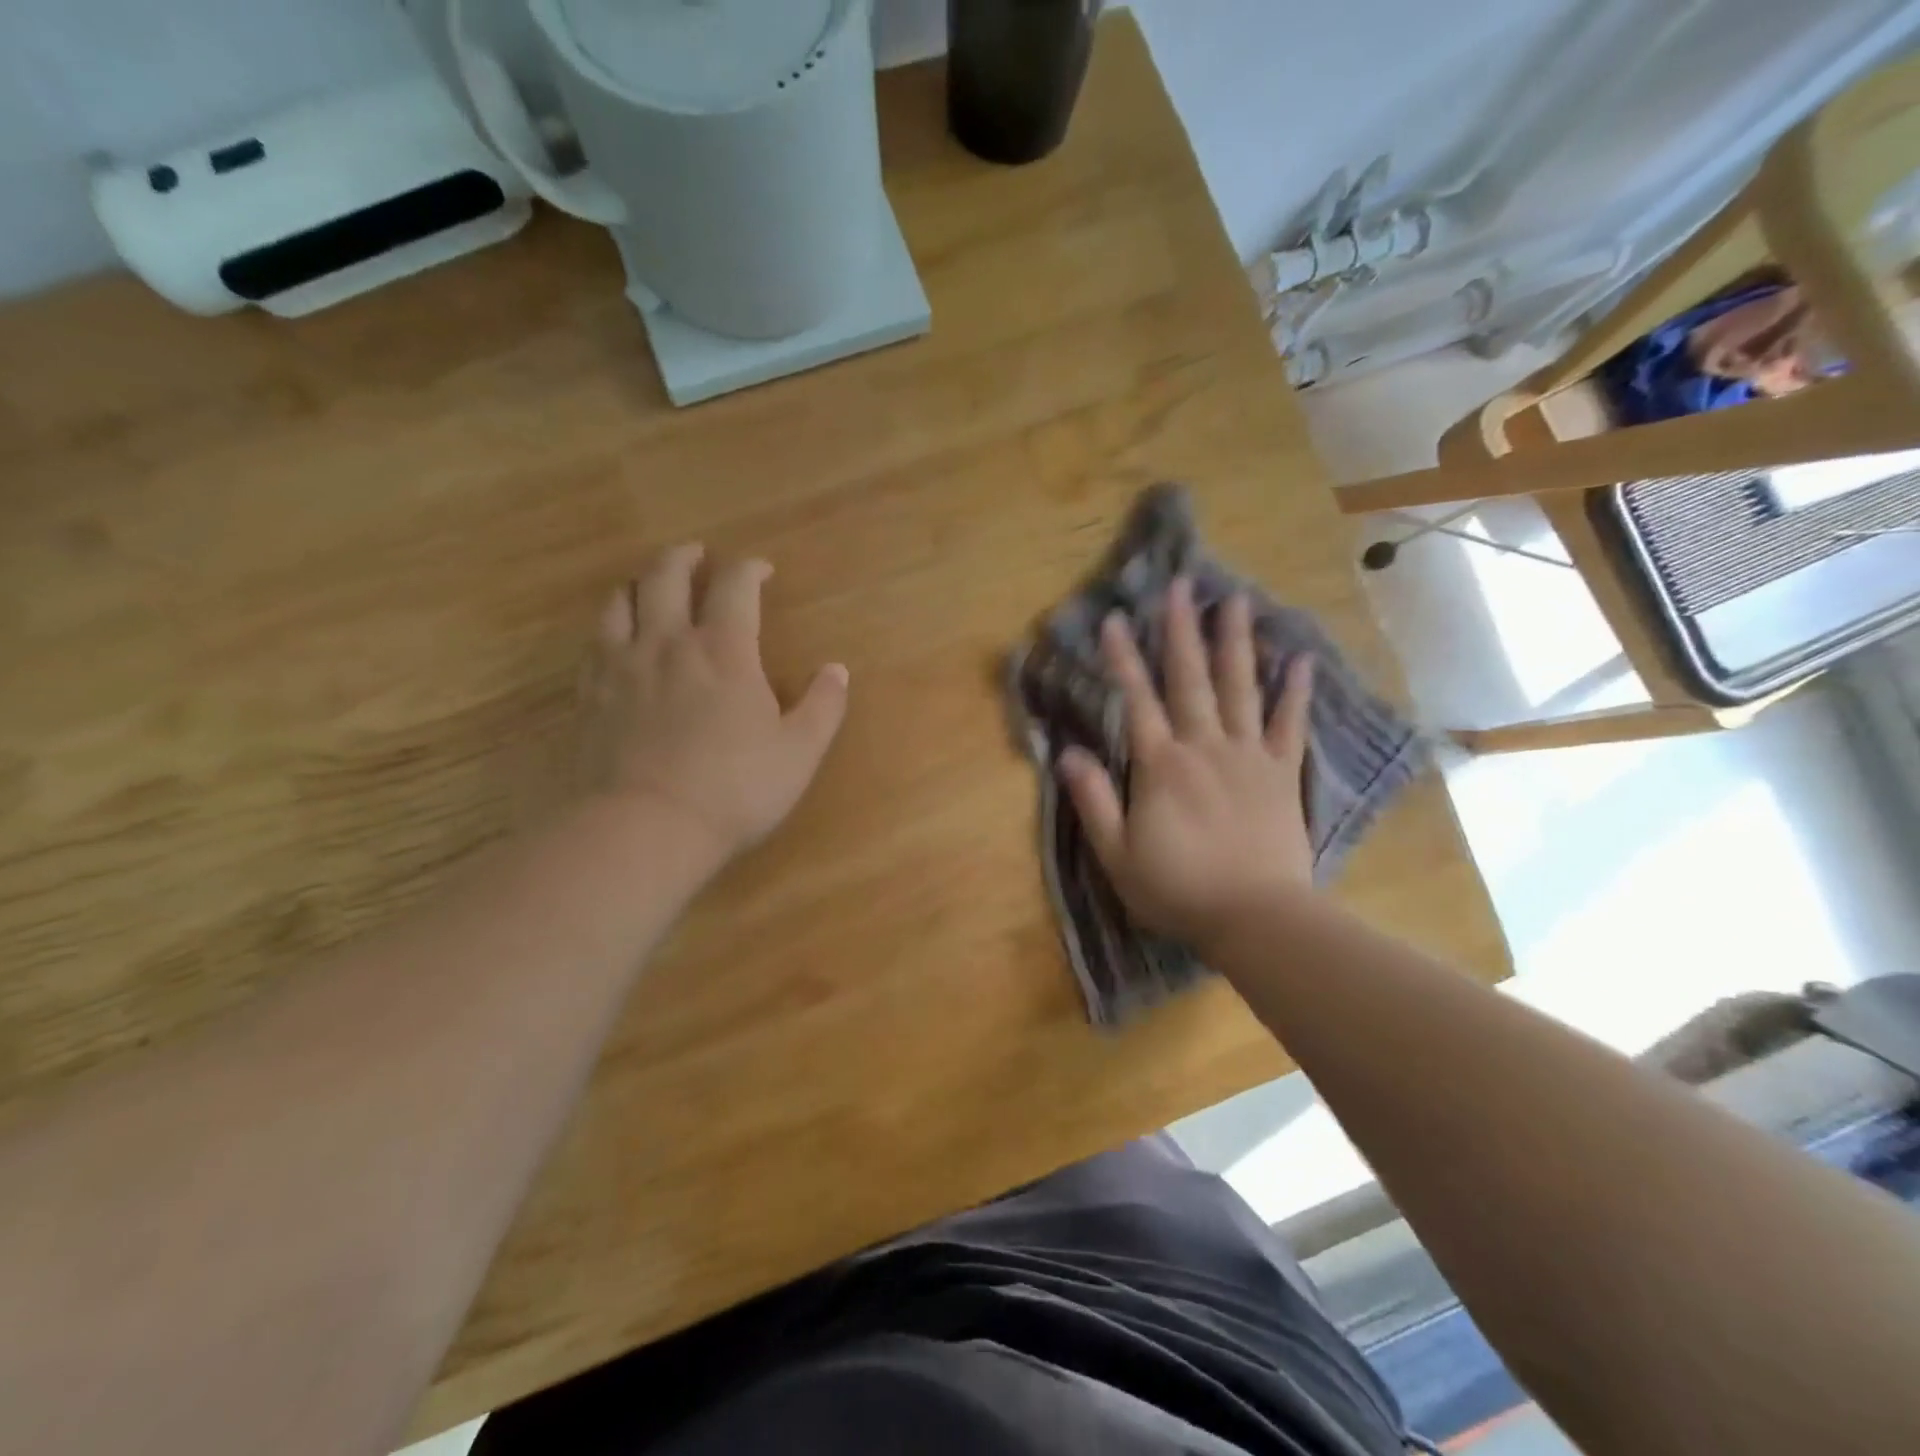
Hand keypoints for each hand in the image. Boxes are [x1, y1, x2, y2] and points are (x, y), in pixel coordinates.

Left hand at [578, 544, 848, 861]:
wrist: (644, 828)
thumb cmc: (734, 789)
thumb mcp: (799, 752)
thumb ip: (823, 706)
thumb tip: (837, 670)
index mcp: (724, 650)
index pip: (735, 586)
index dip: (749, 568)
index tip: (761, 569)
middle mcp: (667, 643)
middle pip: (666, 576)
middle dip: (684, 557)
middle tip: (697, 555)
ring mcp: (620, 666)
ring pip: (620, 600)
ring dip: (640, 583)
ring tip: (650, 587)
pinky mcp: (588, 695)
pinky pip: (593, 641)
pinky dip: (609, 625)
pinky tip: (616, 639)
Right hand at [1056, 578, 1315, 945]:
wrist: (1255, 918)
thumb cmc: (1178, 889)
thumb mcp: (1117, 854)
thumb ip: (1093, 800)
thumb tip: (1067, 752)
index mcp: (1161, 766)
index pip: (1136, 700)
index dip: (1122, 658)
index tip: (1114, 619)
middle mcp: (1204, 747)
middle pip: (1190, 679)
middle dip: (1182, 630)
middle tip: (1181, 584)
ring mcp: (1248, 756)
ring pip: (1240, 688)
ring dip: (1236, 643)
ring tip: (1236, 601)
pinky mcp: (1281, 773)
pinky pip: (1289, 725)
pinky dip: (1295, 692)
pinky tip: (1300, 660)